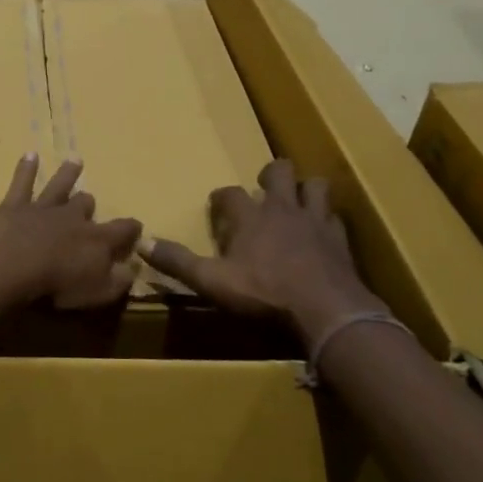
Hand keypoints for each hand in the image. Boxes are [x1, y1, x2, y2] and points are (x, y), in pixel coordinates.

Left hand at [0, 155, 143, 308]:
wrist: (11, 263)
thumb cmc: (56, 284)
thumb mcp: (97, 292)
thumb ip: (118, 281)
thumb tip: (133, 269)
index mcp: (96, 239)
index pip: (122, 230)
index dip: (131, 229)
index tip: (137, 226)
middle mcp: (72, 217)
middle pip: (84, 204)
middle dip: (88, 203)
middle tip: (89, 200)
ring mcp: (42, 208)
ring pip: (59, 186)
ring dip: (67, 174)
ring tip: (75, 160)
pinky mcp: (14, 206)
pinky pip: (22, 183)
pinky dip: (26, 168)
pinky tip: (29, 154)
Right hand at [140, 159, 388, 344]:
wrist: (326, 310)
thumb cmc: (263, 293)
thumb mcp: (212, 281)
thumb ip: (178, 262)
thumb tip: (142, 243)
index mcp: (250, 217)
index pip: (230, 193)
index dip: (221, 196)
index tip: (217, 204)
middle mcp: (282, 209)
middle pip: (279, 171)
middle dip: (271, 174)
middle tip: (264, 187)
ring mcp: (315, 221)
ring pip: (314, 186)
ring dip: (304, 189)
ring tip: (297, 201)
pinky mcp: (340, 239)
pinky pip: (335, 218)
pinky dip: (327, 220)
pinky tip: (322, 232)